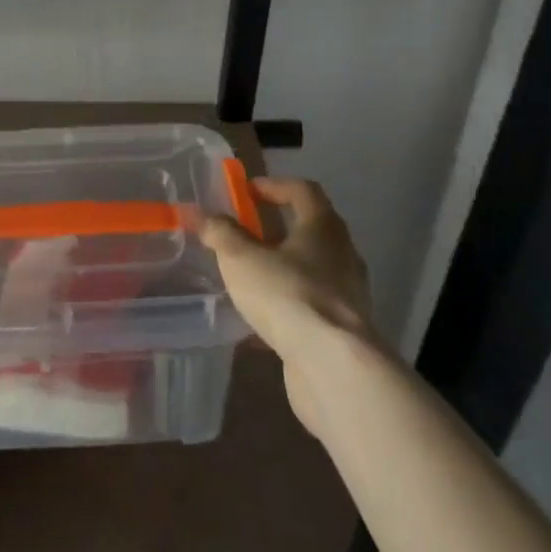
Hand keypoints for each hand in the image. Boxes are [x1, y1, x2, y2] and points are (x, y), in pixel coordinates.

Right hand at [198, 177, 376, 433]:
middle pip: (310, 229)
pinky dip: (287, 306)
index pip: (303, 190)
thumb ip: (221, 234)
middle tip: (244, 234)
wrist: (333, 366)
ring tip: (248, 279)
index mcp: (323, 226)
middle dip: (276, 229)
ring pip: (311, 270)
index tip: (247, 191)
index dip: (274, 185)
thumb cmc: (288, 295)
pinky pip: (311, 306)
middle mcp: (342, 254)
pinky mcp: (344, 330)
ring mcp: (347, 294)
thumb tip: (202, 214)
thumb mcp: (241, 259)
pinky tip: (259, 324)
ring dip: (282, 269)